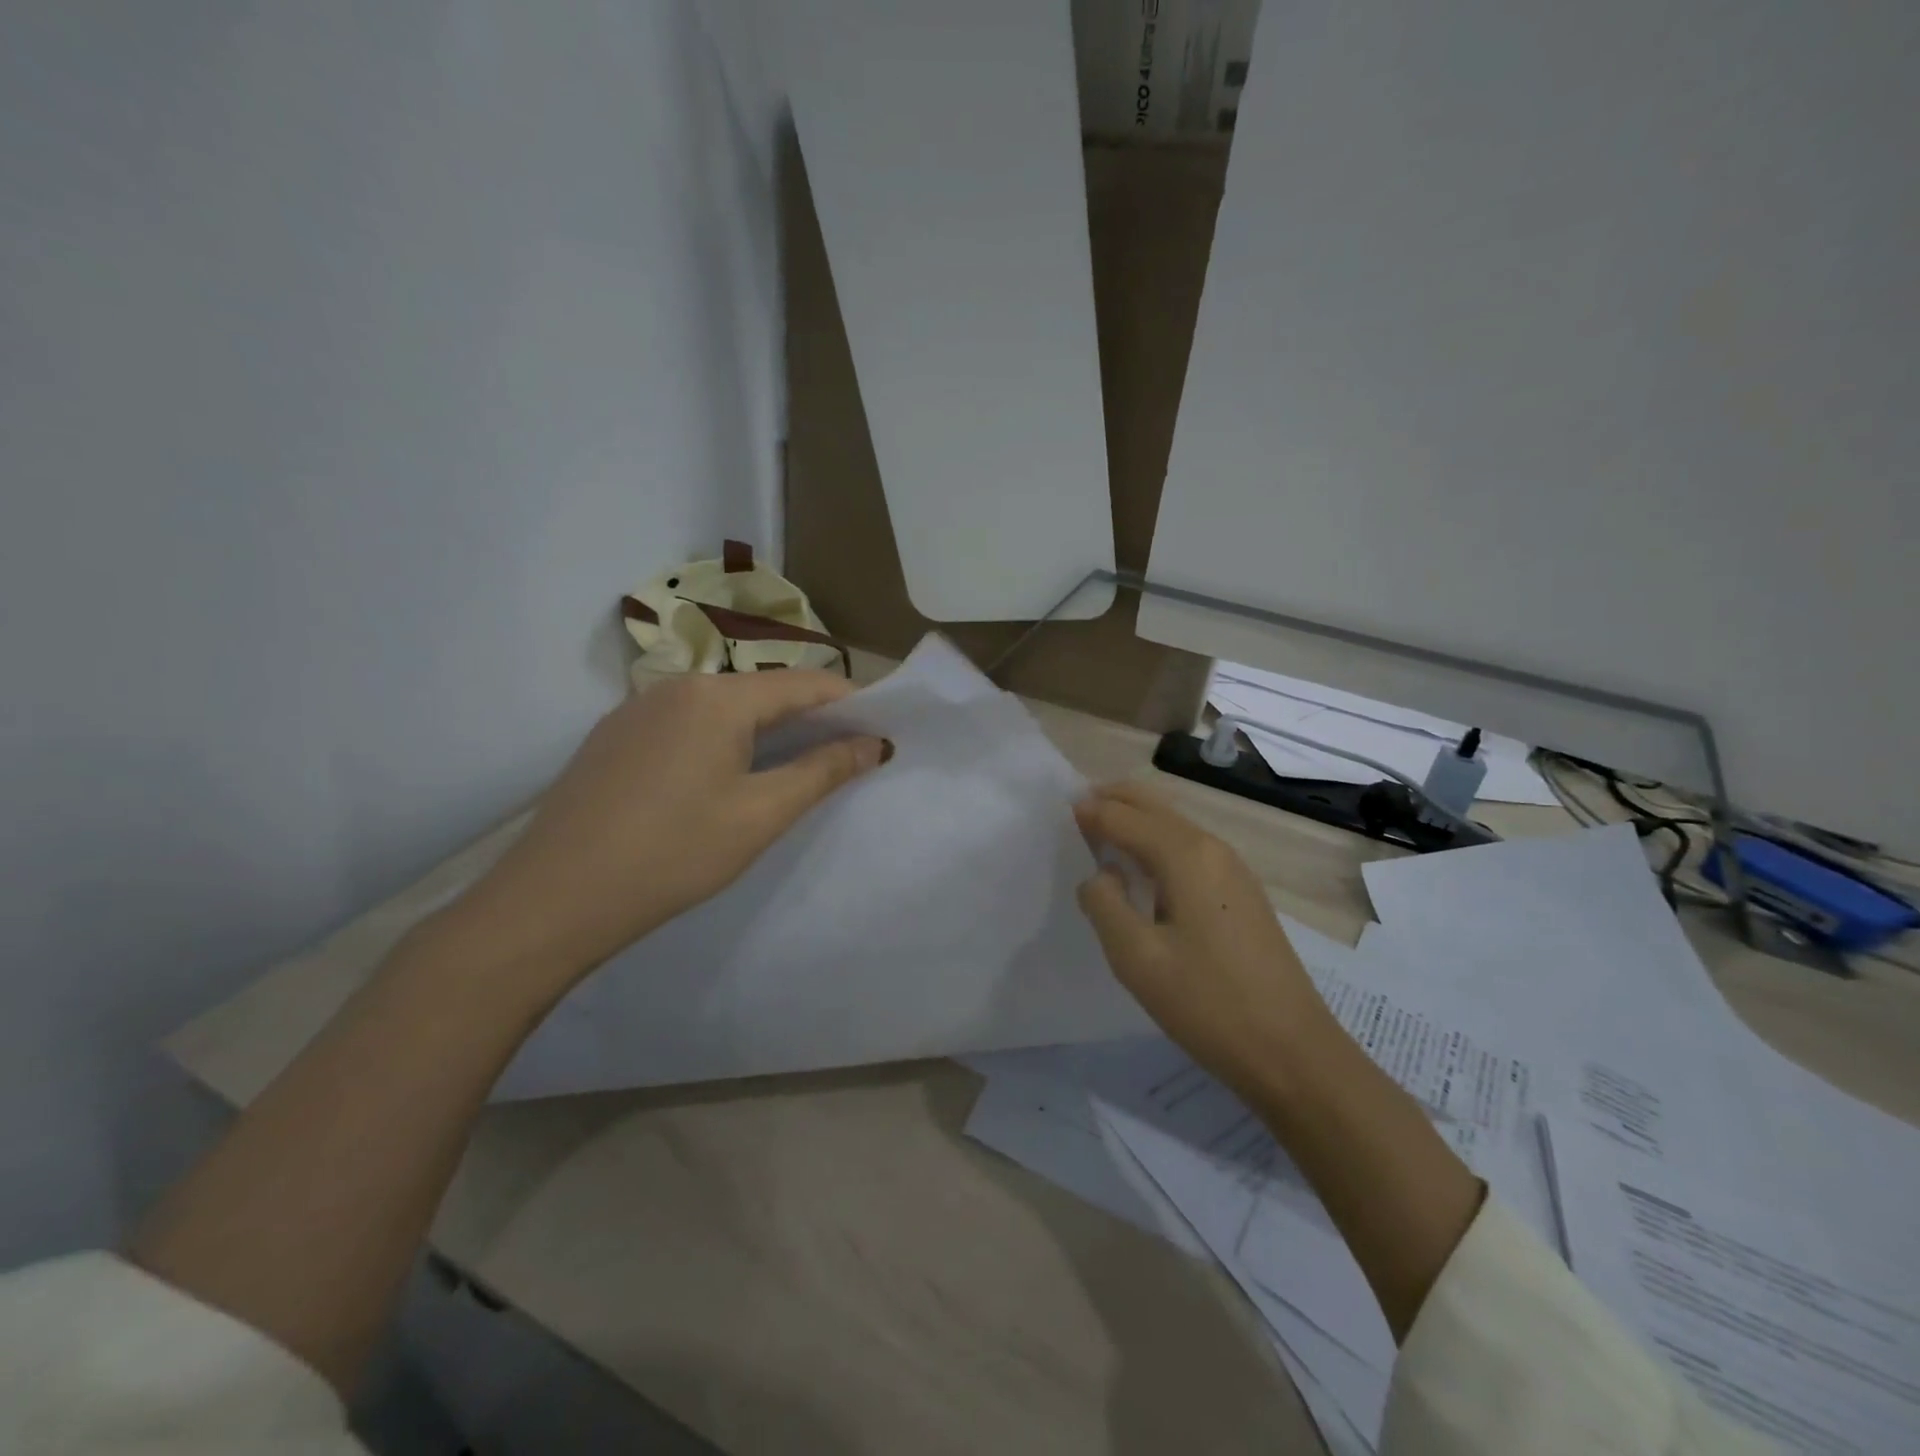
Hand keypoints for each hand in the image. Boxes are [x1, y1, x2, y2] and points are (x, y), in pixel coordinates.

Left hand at [449, 670, 890, 991]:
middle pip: (763, 690)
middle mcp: (677, 685)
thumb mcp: (760, 815)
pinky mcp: (614, 735)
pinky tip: (724, 775)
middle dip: (809, 716)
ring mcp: (638, 708)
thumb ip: (823, 771)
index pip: (805, 683)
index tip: (880, 726)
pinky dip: (722, 738)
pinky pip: (686, 722)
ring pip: (723, 706)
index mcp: (718, 696)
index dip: (850, 701)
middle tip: (844, 752)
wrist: (553, 899)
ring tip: (792, 766)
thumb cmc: (673, 855)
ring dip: (765, 729)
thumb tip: (874, 743)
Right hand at [1073, 781, 1330, 1108]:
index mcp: (1185, 855)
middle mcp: (1212, 848)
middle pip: (1154, 806)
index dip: (1090, 812)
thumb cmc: (1208, 1003)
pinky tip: (1143, 870)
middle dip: (1114, 800)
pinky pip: (1190, 848)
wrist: (1292, 1052)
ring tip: (1101, 834)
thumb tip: (1099, 875)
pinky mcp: (1242, 893)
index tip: (1059, 811)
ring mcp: (1234, 870)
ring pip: (1174, 825)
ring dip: (1136, 820)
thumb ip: (1104, 904)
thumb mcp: (1137, 958)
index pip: (1125, 816)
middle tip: (1076, 811)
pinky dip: (1157, 842)